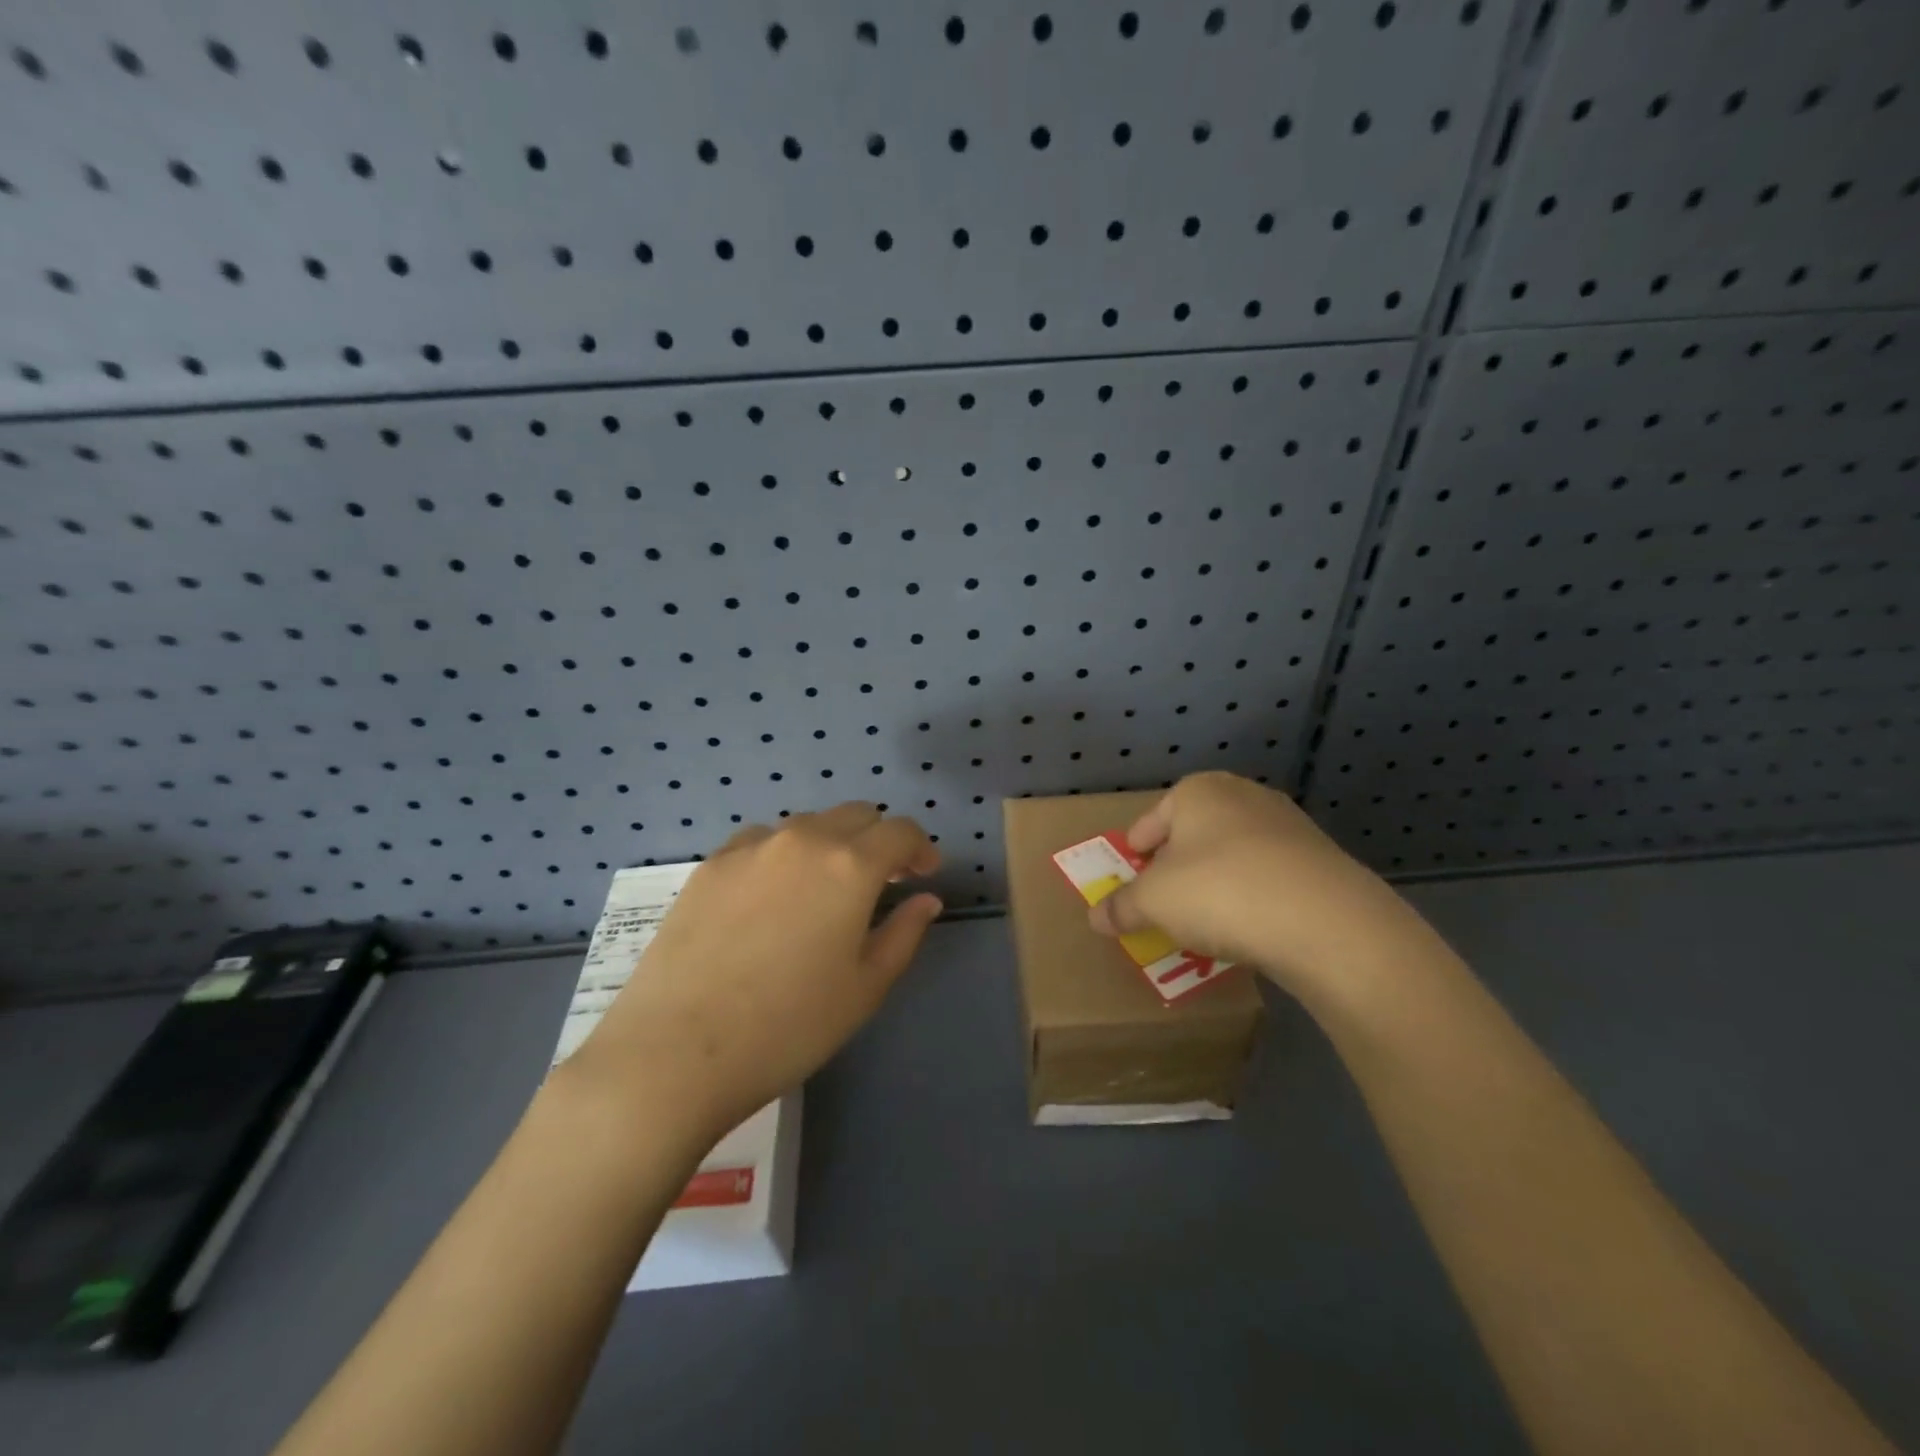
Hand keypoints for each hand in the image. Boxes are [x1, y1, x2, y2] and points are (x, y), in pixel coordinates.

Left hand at [569, 803, 941, 1136]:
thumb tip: (925, 899)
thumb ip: (904, 934)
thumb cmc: (789, 1026)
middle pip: (855, 815)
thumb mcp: (865, 988)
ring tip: (823, 890)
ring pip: (807, 826)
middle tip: (881, 882)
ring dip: (830, 845)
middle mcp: (803, 840)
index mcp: (850, 866)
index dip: (919, 848)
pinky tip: (771, 897)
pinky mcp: (709, 865)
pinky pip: (761, 842)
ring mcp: (750, 848)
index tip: (922, 874)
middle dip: (878, 840)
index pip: (899, 831)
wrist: (676, 1052)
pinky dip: (783, 855)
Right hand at [1087, 772, 1426, 994]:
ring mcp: (1288, 825)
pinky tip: (1250, 928)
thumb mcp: (1153, 902)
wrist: (1325, 921)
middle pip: (1194, 834)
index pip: (1151, 820)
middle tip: (1165, 903)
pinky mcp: (1320, 859)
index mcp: (1197, 791)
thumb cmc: (1219, 892)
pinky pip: (1270, 877)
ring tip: (1207, 922)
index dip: (1136, 852)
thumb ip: (1121, 907)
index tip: (1132, 881)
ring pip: (1234, 854)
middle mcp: (1244, 795)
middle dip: (1177, 867)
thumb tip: (1095, 918)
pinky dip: (1254, 897)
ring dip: (1217, 883)